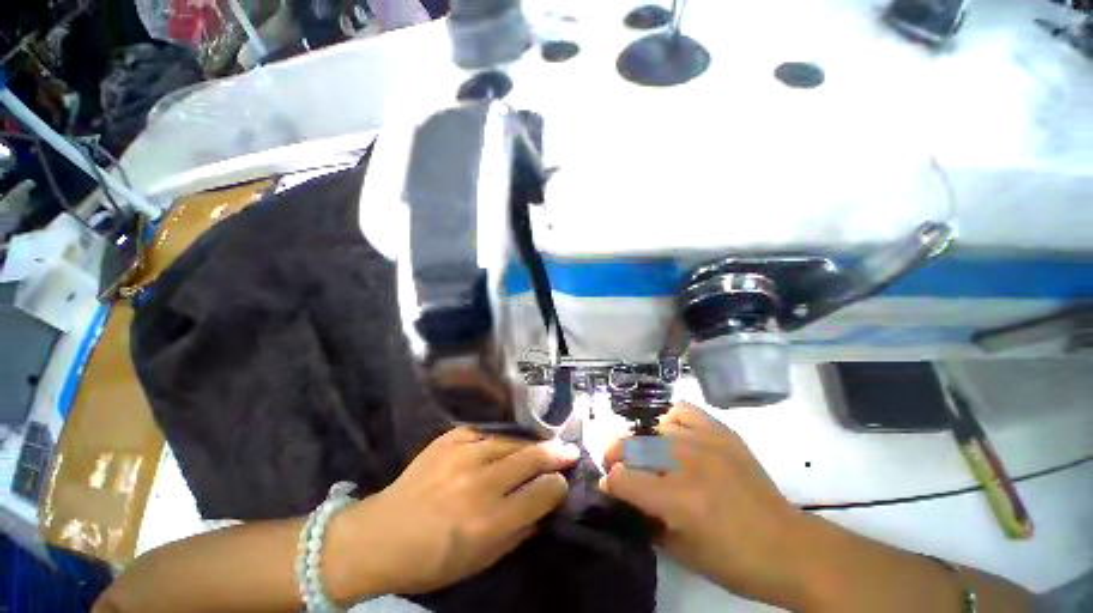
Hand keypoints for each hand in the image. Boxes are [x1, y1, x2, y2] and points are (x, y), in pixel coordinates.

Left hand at [327, 427, 578, 600]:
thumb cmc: (431, 560)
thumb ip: (518, 532)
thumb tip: (544, 506)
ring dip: (532, 444)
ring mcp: (462, 455)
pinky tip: (506, 446)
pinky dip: (501, 441)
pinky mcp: (449, 439)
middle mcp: (479, 483)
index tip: (563, 482)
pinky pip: (487, 434)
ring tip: (543, 446)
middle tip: (570, 449)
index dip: (558, 485)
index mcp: (488, 521)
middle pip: (532, 457)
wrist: (379, 535)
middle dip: (556, 453)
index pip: (542, 492)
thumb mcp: (480, 562)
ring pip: (512, 441)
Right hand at [601, 402, 811, 606]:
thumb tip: (622, 494)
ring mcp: (706, 442)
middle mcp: (688, 463)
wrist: (789, 547)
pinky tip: (672, 434)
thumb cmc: (735, 562)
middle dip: (617, 455)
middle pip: (633, 445)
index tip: (610, 486)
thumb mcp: (682, 553)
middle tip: (619, 465)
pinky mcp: (722, 433)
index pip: (624, 478)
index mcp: (678, 500)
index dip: (611, 482)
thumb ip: (646, 520)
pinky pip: (683, 411)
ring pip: (654, 429)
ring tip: (647, 453)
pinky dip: (671, 420)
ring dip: (643, 442)